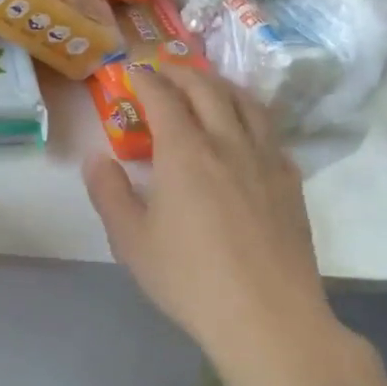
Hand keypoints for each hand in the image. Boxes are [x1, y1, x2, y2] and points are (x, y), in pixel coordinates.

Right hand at [83, 64, 344, 373]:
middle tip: (165, 69)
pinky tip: (245, 130)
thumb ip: (109, 193)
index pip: (164, 98)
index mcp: (185, 153)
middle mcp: (228, 144)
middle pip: (208, 90)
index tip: (133, 69)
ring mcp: (266, 160)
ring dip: (222, 85)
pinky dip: (250, 116)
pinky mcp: (290, 182)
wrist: (267, 316)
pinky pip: (270, 132)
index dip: (147, 79)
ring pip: (247, 104)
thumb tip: (96, 158)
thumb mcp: (131, 240)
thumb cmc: (189, 279)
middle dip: (183, 72)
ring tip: (207, 85)